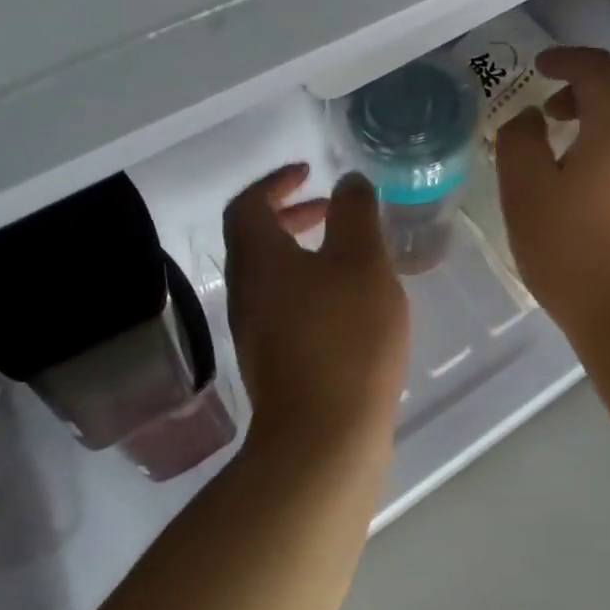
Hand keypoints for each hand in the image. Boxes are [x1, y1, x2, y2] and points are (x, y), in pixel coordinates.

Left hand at [222, 164, 409, 458]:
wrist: (323, 438)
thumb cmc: (345, 336)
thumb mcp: (362, 261)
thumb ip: (355, 213)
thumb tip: (348, 182)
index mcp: (259, 259)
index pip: (248, 204)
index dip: (276, 181)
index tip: (309, 172)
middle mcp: (246, 291)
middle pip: (255, 238)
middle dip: (292, 214)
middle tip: (331, 208)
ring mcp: (254, 330)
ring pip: (271, 273)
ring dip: (302, 250)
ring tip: (348, 252)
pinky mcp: (273, 360)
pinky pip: (283, 303)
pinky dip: (309, 284)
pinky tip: (348, 301)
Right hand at [496, 47, 609, 342]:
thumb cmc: (579, 257)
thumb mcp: (527, 195)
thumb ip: (520, 142)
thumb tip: (531, 118)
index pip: (598, 68)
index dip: (566, 59)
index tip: (540, 66)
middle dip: (588, 88)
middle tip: (553, 109)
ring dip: (608, 121)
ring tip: (572, 152)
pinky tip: (600, 188)